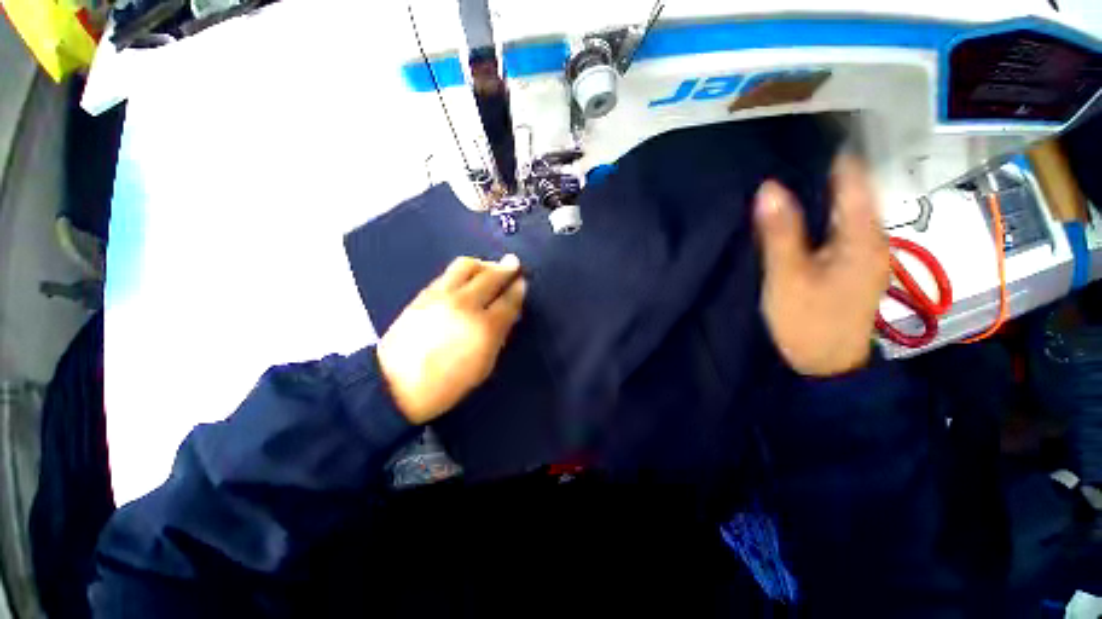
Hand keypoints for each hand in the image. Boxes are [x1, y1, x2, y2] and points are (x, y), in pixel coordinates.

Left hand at [377, 255, 526, 423]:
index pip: (508, 300)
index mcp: (485, 327)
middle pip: (491, 276)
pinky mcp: (424, 293)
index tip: (522, 282)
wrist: (395, 385)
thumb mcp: (484, 366)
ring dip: (484, 264)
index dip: (518, 289)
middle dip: (506, 268)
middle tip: (514, 265)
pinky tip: (467, 277)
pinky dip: (464, 270)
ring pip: (468, 266)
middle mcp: (466, 304)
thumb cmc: (447, 384)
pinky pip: (449, 273)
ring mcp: (443, 295)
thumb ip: (499, 335)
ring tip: (490, 268)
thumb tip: (507, 314)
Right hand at [754, 154, 888, 376]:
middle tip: (783, 153)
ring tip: (785, 175)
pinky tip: (796, 212)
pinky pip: (837, 226)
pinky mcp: (852, 264)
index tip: (799, 133)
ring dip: (818, 191)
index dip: (830, 153)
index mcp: (862, 236)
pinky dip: (818, 213)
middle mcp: (872, 237)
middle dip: (821, 170)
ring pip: (843, 208)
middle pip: (850, 191)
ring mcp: (864, 252)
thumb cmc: (808, 321)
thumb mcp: (788, 277)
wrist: (827, 364)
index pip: (852, 178)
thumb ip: (780, 232)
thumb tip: (768, 188)